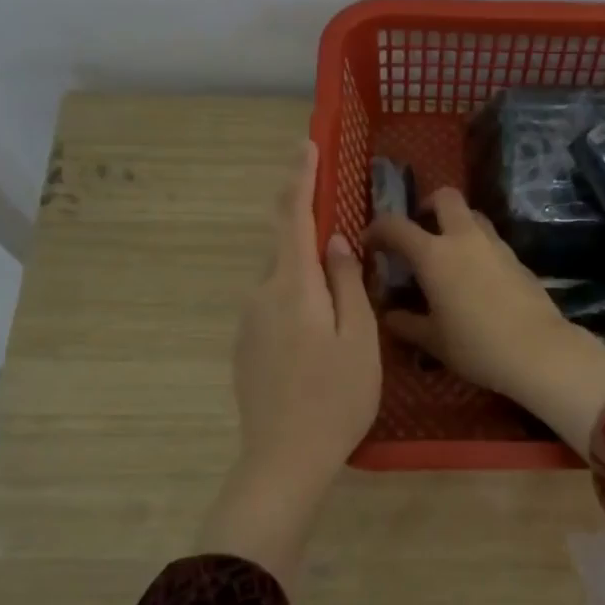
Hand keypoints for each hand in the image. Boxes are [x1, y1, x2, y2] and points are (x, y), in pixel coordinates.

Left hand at [197, 141, 379, 586]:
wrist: (284, 459)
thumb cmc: (335, 398)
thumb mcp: (359, 338)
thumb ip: (348, 284)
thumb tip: (336, 242)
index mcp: (293, 287)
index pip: (292, 217)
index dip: (300, 178)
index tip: (305, 145)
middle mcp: (261, 295)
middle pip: (286, 249)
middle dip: (311, 235)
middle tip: (347, 246)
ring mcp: (248, 323)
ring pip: (282, 281)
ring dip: (309, 279)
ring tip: (342, 310)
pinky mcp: (245, 348)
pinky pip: (274, 308)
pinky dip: (298, 304)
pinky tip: (319, 340)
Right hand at [367, 188, 604, 456]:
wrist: (538, 350)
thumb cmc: (476, 345)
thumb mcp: (433, 340)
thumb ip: (406, 323)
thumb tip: (390, 315)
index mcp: (434, 255)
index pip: (396, 226)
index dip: (377, 229)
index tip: (369, 242)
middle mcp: (464, 238)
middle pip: (445, 197)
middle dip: (427, 205)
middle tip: (419, 230)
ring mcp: (495, 245)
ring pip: (472, 215)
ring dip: (455, 224)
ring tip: (447, 253)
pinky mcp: (517, 258)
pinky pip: (490, 240)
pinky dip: (477, 246)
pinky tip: (475, 276)